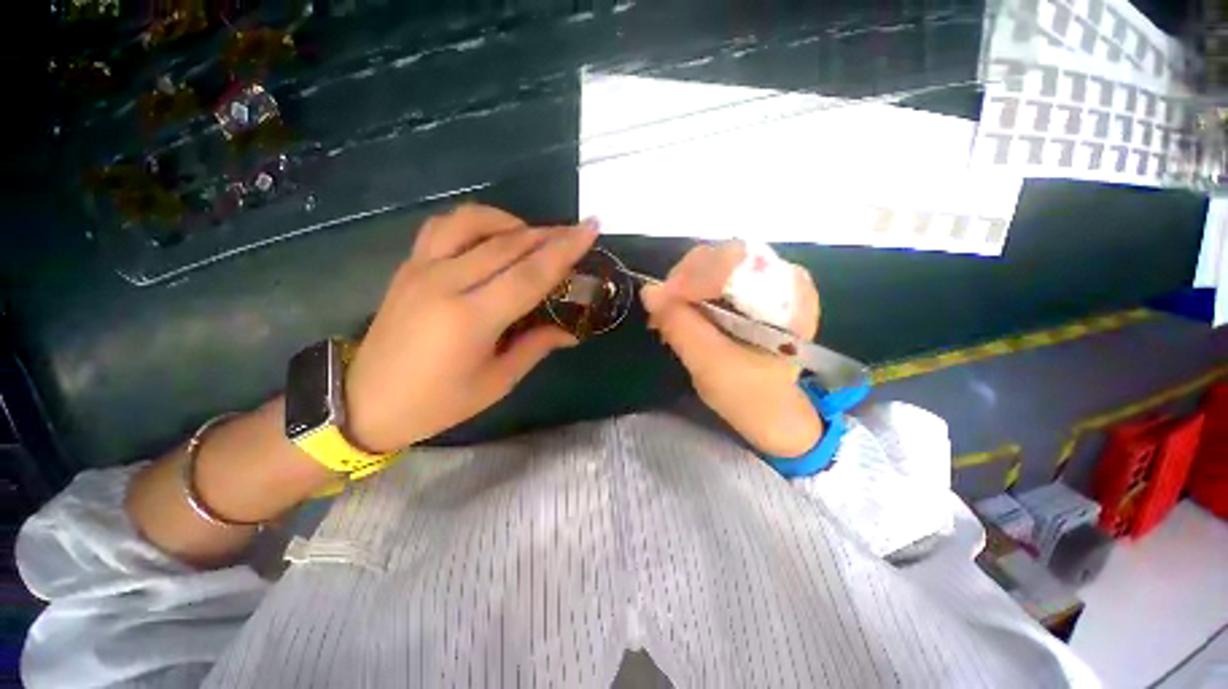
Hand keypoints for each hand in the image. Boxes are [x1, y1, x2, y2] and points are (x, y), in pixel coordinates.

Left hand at [344, 204, 597, 452]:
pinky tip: (491, 236)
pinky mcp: (408, 266)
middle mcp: (445, 284)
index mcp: (471, 319)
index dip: (564, 250)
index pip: (529, 274)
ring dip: (510, 222)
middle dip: (548, 234)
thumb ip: (535, 347)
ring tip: (532, 236)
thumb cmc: (437, 403)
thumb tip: (570, 332)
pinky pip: (444, 227)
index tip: (591, 229)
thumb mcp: (496, 383)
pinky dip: (475, 222)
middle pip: (508, 245)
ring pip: (471, 223)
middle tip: (575, 233)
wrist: (365, 402)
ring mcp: (421, 269)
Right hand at [641, 241, 823, 457]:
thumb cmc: (749, 394)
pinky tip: (678, 312)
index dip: (696, 274)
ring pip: (714, 264)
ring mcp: (766, 282)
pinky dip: (690, 292)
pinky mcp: (750, 291)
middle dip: (685, 280)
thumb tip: (648, 291)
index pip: (737, 260)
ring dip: (683, 286)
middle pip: (723, 256)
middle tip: (661, 308)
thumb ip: (680, 326)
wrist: (770, 411)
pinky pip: (714, 278)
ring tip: (665, 315)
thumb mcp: (710, 363)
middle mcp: (782, 278)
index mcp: (789, 296)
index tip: (664, 300)